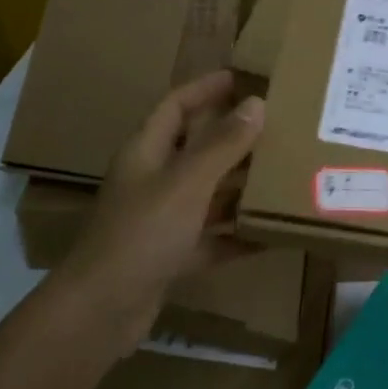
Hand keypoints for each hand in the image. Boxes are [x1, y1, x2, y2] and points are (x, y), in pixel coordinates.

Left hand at [53, 70, 265, 354]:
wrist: (102, 311)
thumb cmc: (142, 234)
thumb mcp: (187, 183)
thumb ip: (222, 145)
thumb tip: (256, 104)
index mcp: (146, 152)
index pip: (176, 105)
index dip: (206, 88)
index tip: (244, 78)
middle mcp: (152, 180)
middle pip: (196, 149)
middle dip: (235, 138)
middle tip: (279, 128)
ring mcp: (161, 220)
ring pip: (207, 194)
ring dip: (240, 187)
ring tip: (285, 176)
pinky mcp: (171, 256)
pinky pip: (212, 237)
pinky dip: (238, 235)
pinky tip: (272, 235)